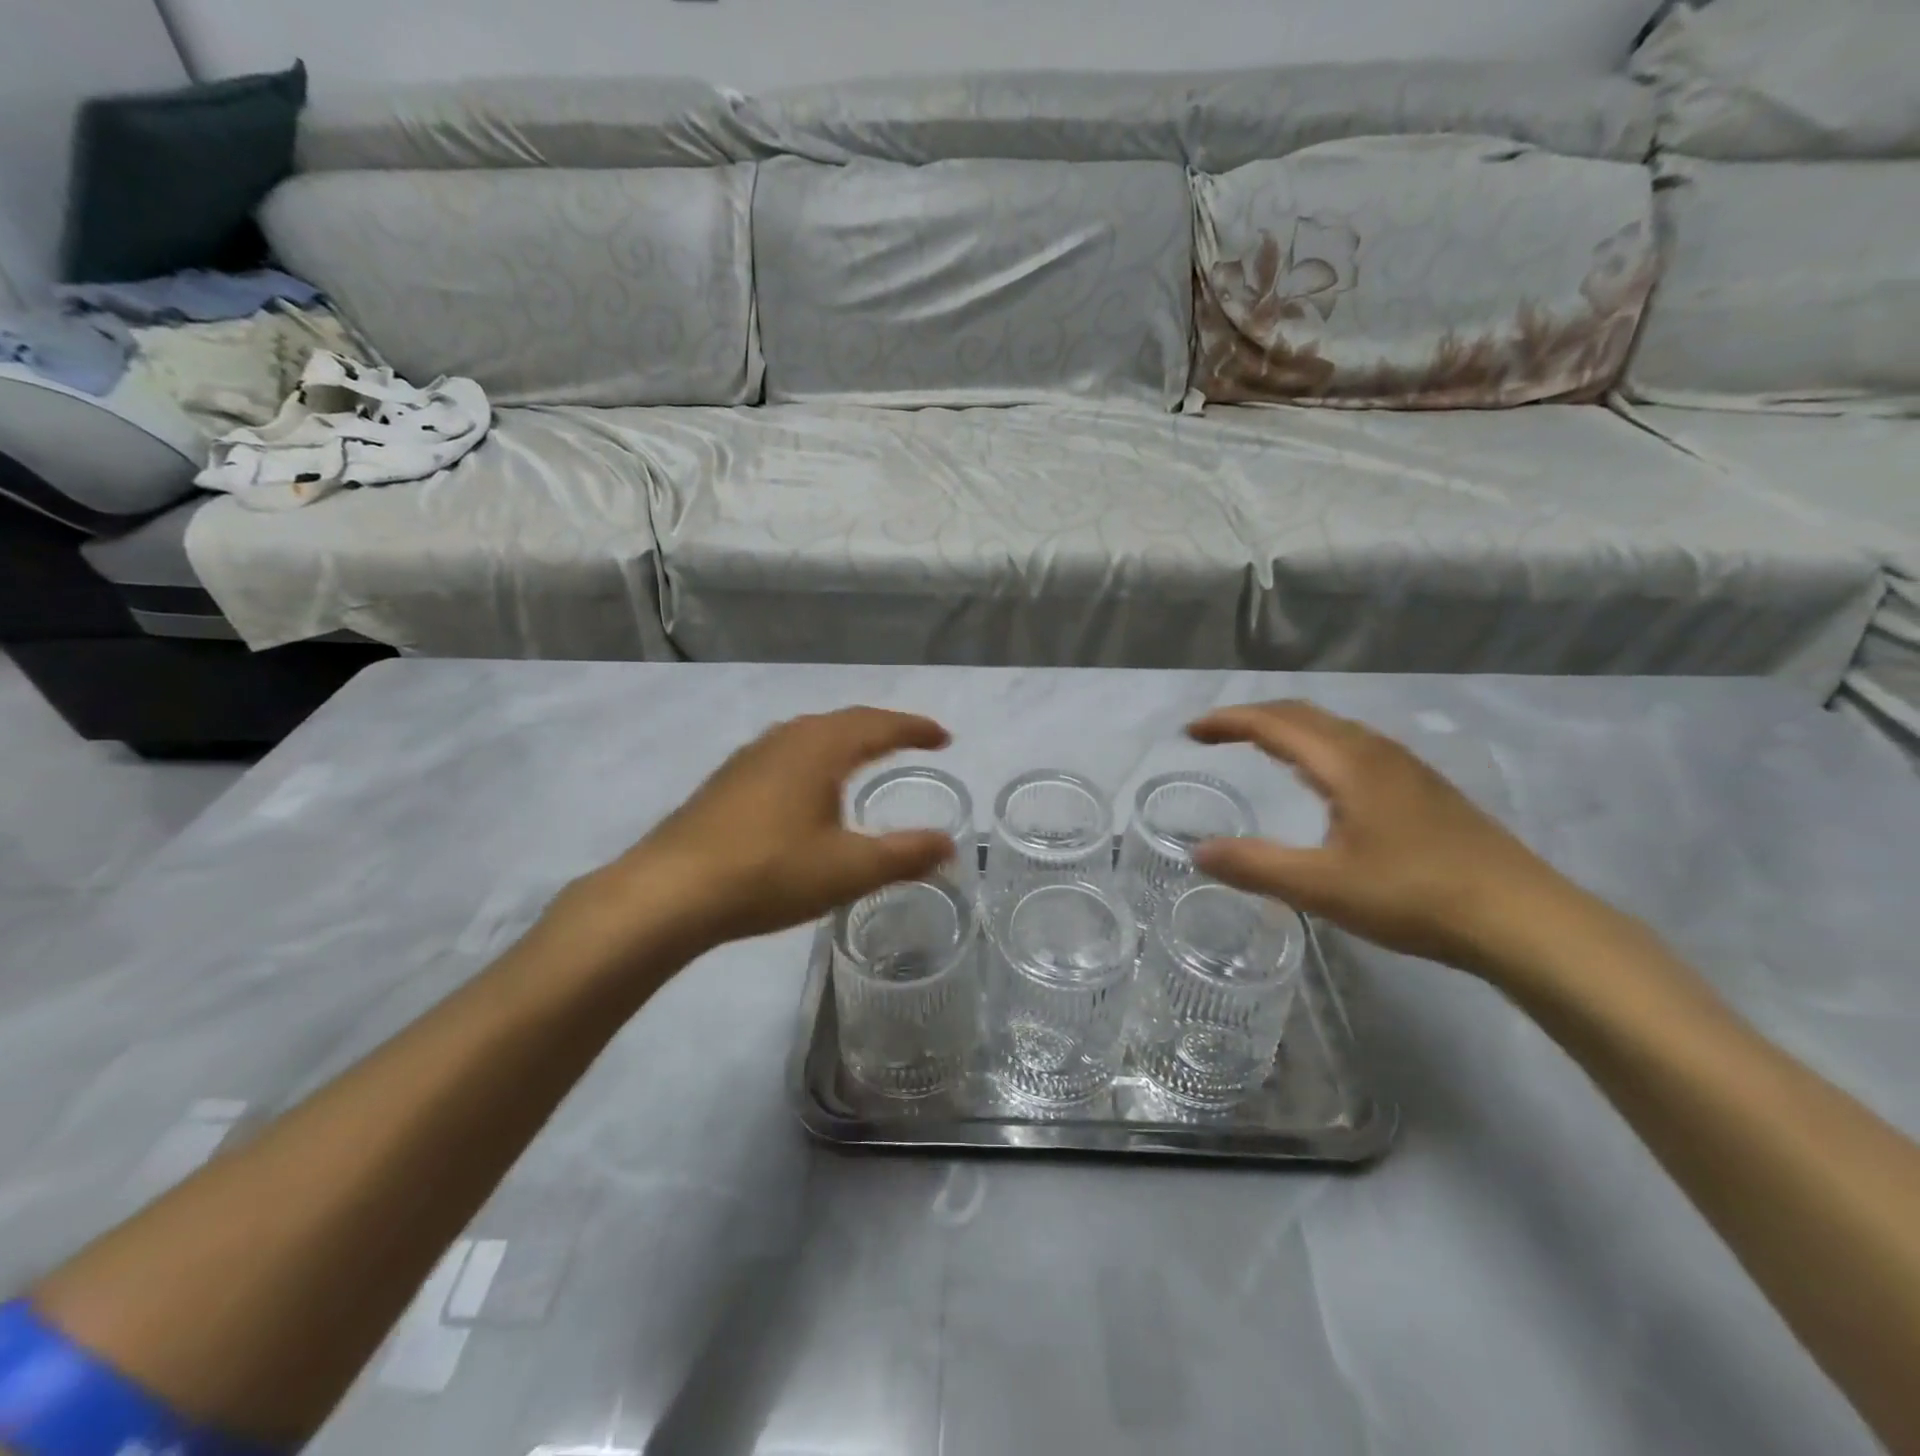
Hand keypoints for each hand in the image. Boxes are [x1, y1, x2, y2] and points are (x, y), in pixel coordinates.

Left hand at [579, 707, 957, 956]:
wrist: (670, 892)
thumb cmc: (769, 873)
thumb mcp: (848, 870)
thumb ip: (904, 855)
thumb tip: (948, 844)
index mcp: (820, 748)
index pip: (879, 725)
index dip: (915, 729)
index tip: (944, 738)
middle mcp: (786, 739)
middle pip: (845, 721)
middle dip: (883, 728)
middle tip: (913, 742)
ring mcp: (751, 756)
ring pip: (811, 733)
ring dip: (846, 739)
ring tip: (867, 756)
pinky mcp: (727, 780)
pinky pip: (787, 751)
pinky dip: (816, 756)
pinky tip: (809, 785)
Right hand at [1187, 700, 1587, 977]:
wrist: (1523, 919)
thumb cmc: (1415, 896)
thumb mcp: (1322, 887)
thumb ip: (1255, 866)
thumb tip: (1198, 851)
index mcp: (1348, 763)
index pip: (1275, 723)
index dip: (1228, 721)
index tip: (1191, 731)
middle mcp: (1376, 752)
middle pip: (1304, 715)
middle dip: (1253, 717)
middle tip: (1215, 735)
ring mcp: (1406, 768)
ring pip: (1334, 729)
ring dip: (1288, 729)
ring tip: (1257, 749)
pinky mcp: (1424, 789)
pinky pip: (1354, 747)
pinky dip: (1317, 746)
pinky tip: (1320, 780)